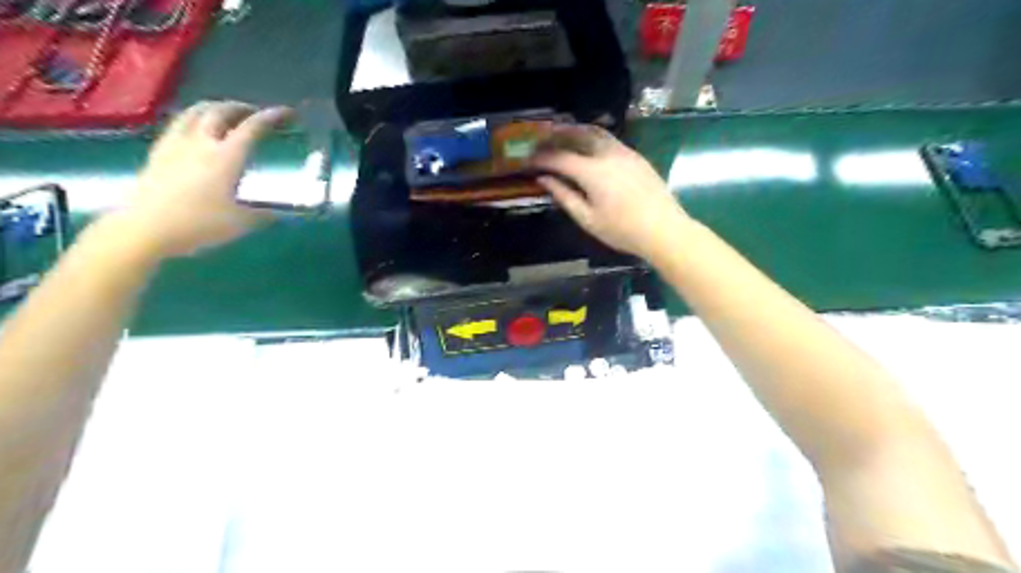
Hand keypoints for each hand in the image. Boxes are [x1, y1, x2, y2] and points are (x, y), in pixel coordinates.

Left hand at [113, 101, 292, 258]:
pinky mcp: (158, 153)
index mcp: (227, 157)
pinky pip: (177, 125)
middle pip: (219, 111)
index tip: (285, 113)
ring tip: (223, 113)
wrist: (145, 228)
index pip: (252, 128)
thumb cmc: (199, 224)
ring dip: (213, 107)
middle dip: (240, 107)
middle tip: (253, 112)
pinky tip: (195, 131)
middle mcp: (201, 143)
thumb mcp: (241, 223)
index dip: (270, 117)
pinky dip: (192, 119)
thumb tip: (280, 214)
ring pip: (194, 112)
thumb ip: (263, 215)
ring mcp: (175, 145)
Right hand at [532, 126, 689, 262]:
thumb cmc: (622, 230)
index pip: (559, 157)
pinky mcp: (635, 155)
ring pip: (594, 132)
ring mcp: (624, 152)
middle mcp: (607, 154)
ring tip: (559, 137)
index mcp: (592, 172)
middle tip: (539, 142)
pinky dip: (590, 137)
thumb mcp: (587, 218)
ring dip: (574, 131)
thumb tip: (544, 179)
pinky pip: (608, 138)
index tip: (527, 161)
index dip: (540, 158)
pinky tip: (585, 146)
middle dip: (555, 136)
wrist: (664, 229)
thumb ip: (564, 196)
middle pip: (576, 134)